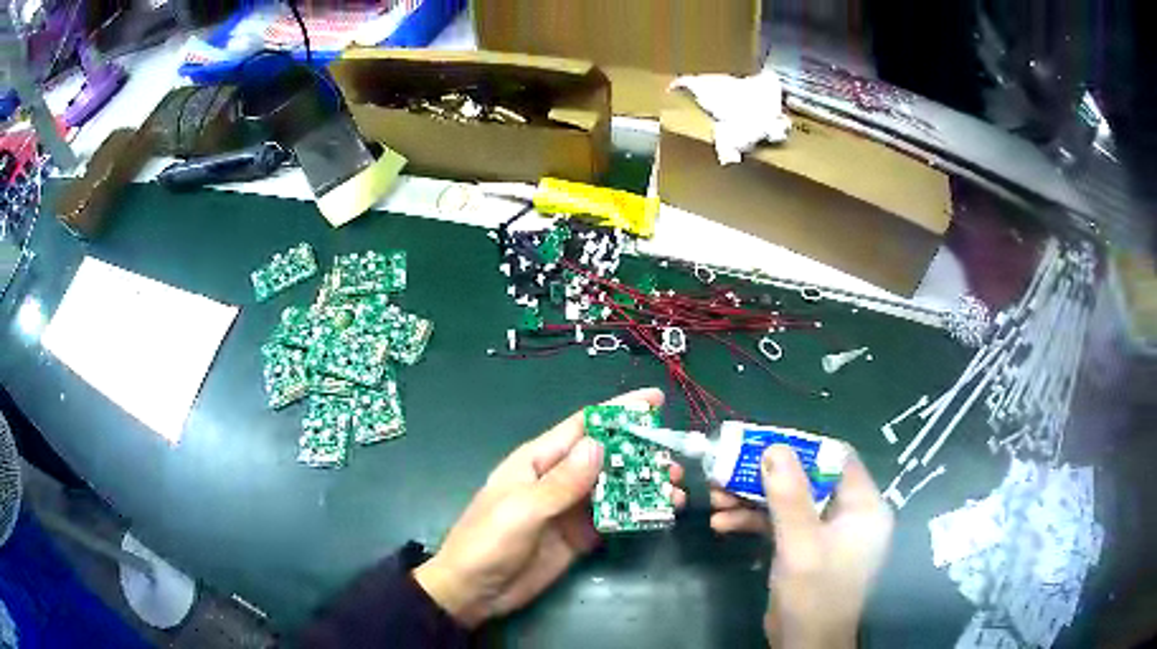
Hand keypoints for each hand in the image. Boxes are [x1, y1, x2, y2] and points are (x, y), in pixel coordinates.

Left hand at [414, 388, 686, 627]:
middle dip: (642, 454)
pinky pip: (613, 517)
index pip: (584, 426)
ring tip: (677, 491)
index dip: (620, 411)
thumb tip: (600, 445)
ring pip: (615, 487)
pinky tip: (661, 514)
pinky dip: (637, 513)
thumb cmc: (488, 542)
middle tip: (676, 462)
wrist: (474, 592)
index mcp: (538, 461)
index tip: (656, 401)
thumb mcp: (522, 510)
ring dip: (645, 485)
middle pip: (607, 457)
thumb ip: (562, 482)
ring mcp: (571, 508)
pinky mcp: (580, 535)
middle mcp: (559, 479)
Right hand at [709, 446, 893, 648]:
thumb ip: (789, 497)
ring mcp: (824, 532)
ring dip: (752, 499)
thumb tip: (774, 448)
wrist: (804, 645)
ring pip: (789, 502)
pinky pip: (780, 525)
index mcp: (862, 506)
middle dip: (765, 477)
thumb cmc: (814, 596)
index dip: (801, 448)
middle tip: (727, 470)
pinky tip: (722, 525)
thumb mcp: (801, 545)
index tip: (762, 443)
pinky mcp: (804, 549)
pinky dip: (753, 522)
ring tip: (715, 498)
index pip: (836, 459)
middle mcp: (847, 514)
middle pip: (806, 479)